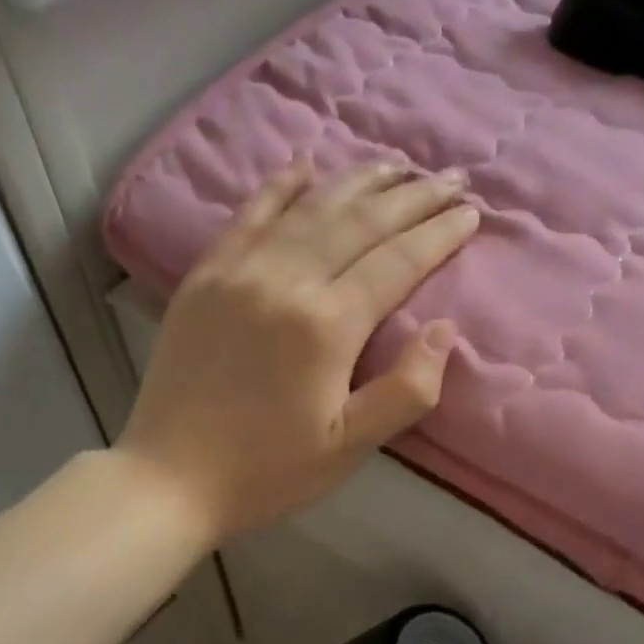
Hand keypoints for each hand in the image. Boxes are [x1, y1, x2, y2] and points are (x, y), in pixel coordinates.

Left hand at [118, 162, 478, 540]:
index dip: (438, 235)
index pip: (396, 262)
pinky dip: (281, 187)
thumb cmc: (268, 471)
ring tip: (395, 165)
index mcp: (327, 325)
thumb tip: (445, 330)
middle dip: (411, 197)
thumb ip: (406, 390)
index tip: (471, 213)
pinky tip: (305, 165)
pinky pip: (249, 215)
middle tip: (449, 177)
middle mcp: (285, 280)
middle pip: (359, 222)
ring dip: (358, 182)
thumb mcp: (349, 448)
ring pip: (309, 208)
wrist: (171, 478)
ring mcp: (238, 272)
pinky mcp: (203, 277)